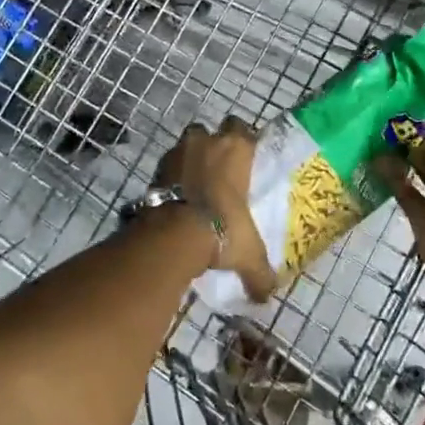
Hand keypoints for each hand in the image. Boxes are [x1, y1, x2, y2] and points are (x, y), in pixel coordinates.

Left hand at [156, 117, 274, 302]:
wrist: (174, 233)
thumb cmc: (222, 230)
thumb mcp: (248, 254)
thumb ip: (260, 274)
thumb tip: (267, 296)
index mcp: (237, 149)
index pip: (243, 128)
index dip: (244, 140)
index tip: (245, 159)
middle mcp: (208, 141)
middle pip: (212, 131)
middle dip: (215, 144)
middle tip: (220, 169)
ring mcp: (180, 150)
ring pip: (189, 142)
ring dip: (192, 156)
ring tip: (196, 182)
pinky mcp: (158, 166)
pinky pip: (170, 162)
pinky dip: (173, 174)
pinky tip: (178, 194)